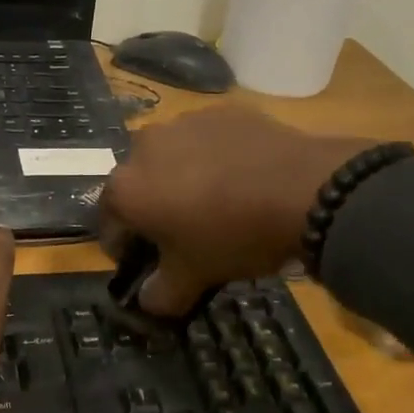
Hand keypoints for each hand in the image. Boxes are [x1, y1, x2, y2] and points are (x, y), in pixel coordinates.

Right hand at [100, 106, 378, 316]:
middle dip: (152, 208)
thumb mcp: (194, 278)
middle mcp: (143, 148)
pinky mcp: (220, 112)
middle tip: (184, 232)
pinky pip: (205, 141)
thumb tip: (147, 300)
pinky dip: (213, 158)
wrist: (304, 188)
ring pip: (171, 158)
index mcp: (126, 189)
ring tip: (217, 202)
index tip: (148, 263)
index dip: (125, 248)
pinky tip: (242, 178)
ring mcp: (182, 123)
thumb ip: (160, 295)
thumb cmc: (234, 236)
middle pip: (138, 185)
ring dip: (180, 179)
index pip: (109, 224)